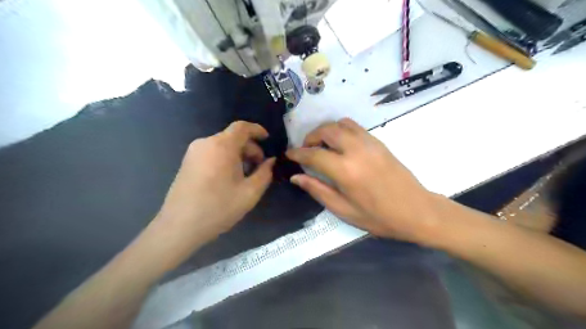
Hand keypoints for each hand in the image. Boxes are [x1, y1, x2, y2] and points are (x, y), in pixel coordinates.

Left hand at [155, 123, 275, 247]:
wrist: (180, 226)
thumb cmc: (218, 208)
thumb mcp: (250, 193)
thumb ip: (265, 173)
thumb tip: (271, 161)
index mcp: (222, 146)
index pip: (242, 127)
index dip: (257, 130)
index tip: (268, 139)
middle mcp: (206, 143)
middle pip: (233, 137)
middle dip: (250, 148)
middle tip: (260, 166)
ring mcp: (193, 152)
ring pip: (222, 145)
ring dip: (238, 154)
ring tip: (246, 174)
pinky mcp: (187, 162)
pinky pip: (212, 152)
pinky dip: (225, 158)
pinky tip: (229, 177)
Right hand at [286, 119, 441, 240]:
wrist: (417, 211)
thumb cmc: (379, 217)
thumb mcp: (344, 210)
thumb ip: (318, 190)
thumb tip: (296, 177)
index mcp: (345, 170)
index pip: (313, 154)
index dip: (298, 153)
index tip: (288, 154)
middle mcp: (356, 150)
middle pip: (326, 130)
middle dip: (311, 137)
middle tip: (305, 150)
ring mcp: (369, 143)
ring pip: (341, 123)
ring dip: (326, 130)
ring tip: (322, 145)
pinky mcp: (379, 142)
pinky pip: (354, 127)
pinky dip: (341, 129)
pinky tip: (340, 145)